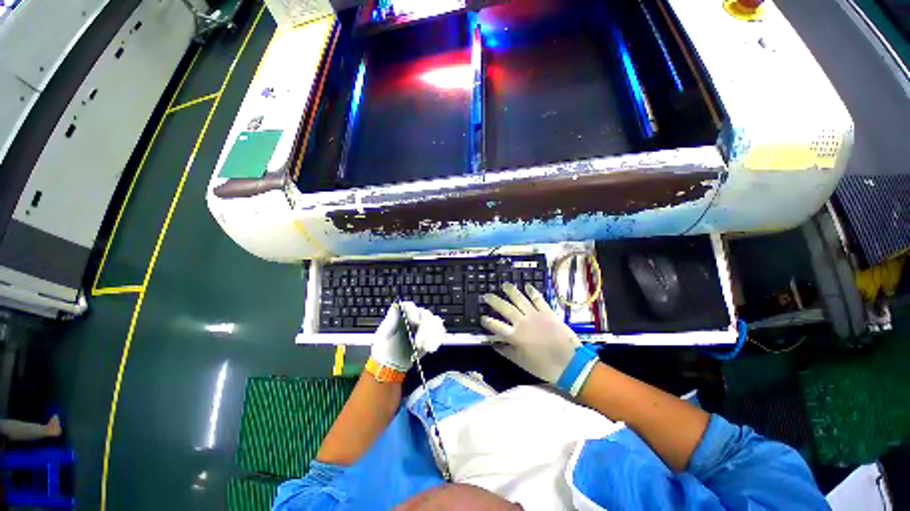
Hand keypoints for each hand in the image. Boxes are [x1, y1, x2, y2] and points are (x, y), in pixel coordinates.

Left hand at [372, 302, 445, 371]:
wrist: (392, 363)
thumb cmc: (385, 347)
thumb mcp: (384, 334)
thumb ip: (391, 320)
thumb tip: (395, 306)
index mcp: (402, 314)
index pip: (410, 306)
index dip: (414, 312)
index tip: (415, 323)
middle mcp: (415, 316)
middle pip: (426, 314)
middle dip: (425, 329)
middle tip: (418, 343)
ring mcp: (425, 325)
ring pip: (436, 322)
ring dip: (432, 335)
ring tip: (424, 347)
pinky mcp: (432, 334)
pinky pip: (440, 332)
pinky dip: (437, 340)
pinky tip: (430, 349)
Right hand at [480, 283, 580, 383]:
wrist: (570, 364)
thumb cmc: (543, 366)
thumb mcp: (521, 362)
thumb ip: (506, 351)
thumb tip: (493, 344)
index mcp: (515, 336)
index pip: (496, 326)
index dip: (487, 321)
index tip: (482, 317)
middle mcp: (523, 322)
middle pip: (506, 308)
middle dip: (494, 301)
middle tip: (487, 295)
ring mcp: (536, 315)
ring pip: (521, 300)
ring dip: (512, 291)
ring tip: (505, 285)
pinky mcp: (548, 313)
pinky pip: (539, 300)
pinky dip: (533, 292)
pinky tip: (528, 286)